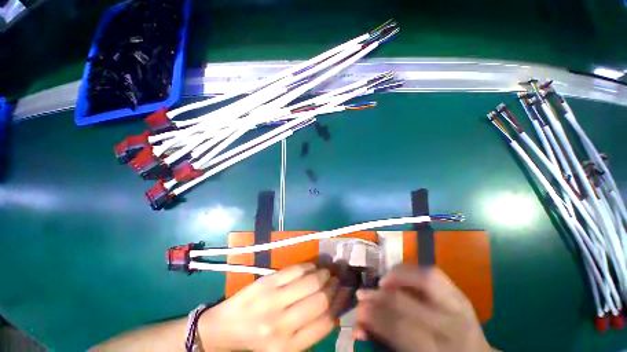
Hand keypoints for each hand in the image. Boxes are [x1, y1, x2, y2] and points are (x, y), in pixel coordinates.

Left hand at [198, 263, 337, 351]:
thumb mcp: (286, 345)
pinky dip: (309, 266)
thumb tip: (334, 306)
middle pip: (321, 300)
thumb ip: (309, 330)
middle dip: (334, 287)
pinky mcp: (266, 282)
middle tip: (337, 279)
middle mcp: (282, 325)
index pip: (325, 323)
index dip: (339, 304)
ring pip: (310, 281)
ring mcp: (273, 300)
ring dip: (324, 273)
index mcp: (289, 347)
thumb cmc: (259, 339)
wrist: (227, 326)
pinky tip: (313, 267)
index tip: (344, 293)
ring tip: (327, 271)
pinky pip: (295, 269)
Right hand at [355, 265, 492, 351]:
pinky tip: (399, 275)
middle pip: (408, 303)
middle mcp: (452, 327)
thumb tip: (358, 328)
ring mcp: (459, 305)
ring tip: (381, 281)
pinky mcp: (460, 293)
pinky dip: (412, 270)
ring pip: (425, 278)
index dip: (375, 318)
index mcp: (439, 351)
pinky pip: (432, 272)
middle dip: (379, 297)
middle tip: (363, 294)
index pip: (400, 329)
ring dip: (397, 275)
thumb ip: (386, 342)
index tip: (358, 311)